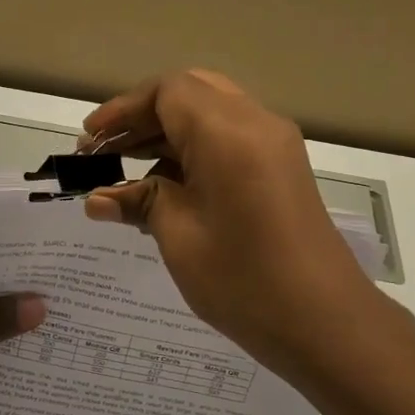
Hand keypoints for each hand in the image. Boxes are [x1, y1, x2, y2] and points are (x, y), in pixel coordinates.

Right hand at [81, 70, 389, 376]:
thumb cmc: (244, 280)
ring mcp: (275, 144)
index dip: (123, 109)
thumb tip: (98, 199)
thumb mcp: (179, 237)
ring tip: (127, 169)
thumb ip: (140, 203)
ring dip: (168, 132)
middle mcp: (256, 123)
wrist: (325, 322)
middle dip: (143, 115)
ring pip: (211, 113)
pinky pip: (230, 137)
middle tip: (107, 150)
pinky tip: (165, 185)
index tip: (90, 140)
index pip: (168, 91)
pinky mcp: (282, 167)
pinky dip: (194, 149)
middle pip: (190, 92)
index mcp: (228, 132)